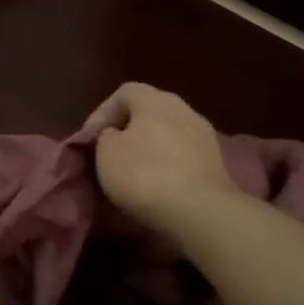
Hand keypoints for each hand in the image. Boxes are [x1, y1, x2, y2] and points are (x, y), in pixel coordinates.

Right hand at [83, 82, 242, 236]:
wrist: (199, 212)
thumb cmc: (144, 174)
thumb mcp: (106, 152)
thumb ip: (105, 136)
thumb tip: (115, 135)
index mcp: (155, 100)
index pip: (124, 92)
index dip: (101, 113)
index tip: (89, 139)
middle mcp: (183, 109)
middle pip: (148, 111)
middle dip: (125, 129)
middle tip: (107, 152)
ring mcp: (203, 135)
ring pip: (166, 133)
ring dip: (147, 147)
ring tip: (130, 170)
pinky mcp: (214, 162)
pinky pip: (181, 154)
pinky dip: (165, 163)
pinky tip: (155, 183)